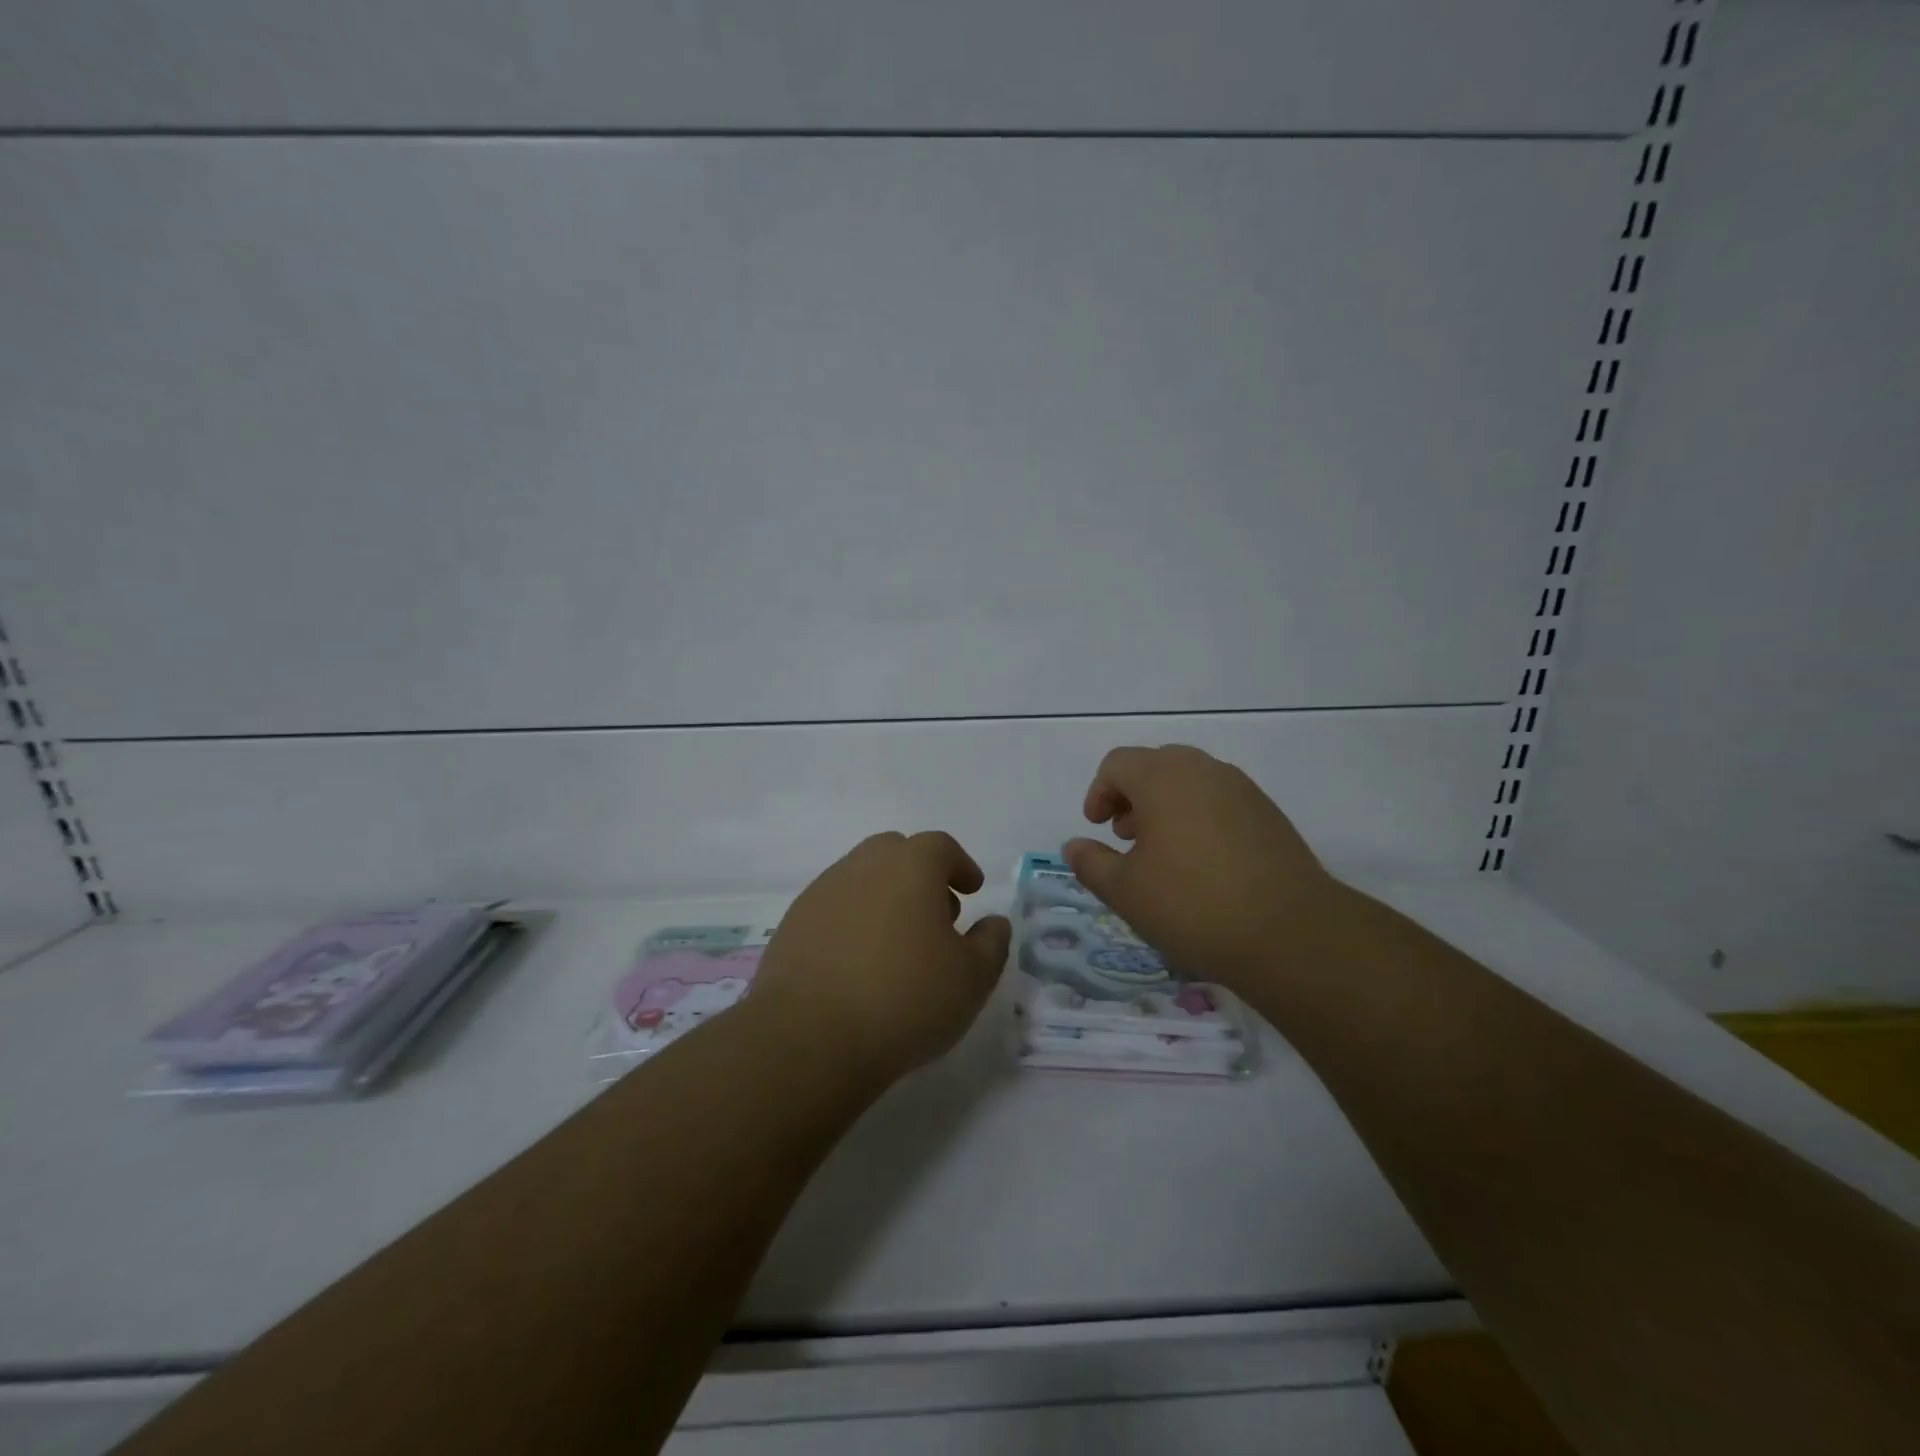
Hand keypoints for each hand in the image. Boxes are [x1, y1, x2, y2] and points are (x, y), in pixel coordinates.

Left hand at [750, 831, 1011, 1082]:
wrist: (810, 1037)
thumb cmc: (905, 999)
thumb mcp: (971, 978)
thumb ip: (991, 943)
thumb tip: (994, 922)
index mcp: (910, 866)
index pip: (940, 846)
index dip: (960, 865)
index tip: (971, 890)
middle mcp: (862, 866)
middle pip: (895, 853)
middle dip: (920, 875)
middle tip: (936, 915)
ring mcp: (822, 892)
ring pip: (861, 879)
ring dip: (884, 898)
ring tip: (897, 944)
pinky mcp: (792, 924)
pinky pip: (833, 909)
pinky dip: (852, 922)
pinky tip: (858, 963)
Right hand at [1063, 745, 1341, 988]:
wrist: (1291, 934)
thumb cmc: (1193, 906)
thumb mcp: (1126, 892)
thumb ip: (1091, 863)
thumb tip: (1074, 846)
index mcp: (1163, 778)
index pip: (1117, 764)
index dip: (1099, 793)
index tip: (1098, 829)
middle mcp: (1204, 770)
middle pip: (1155, 765)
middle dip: (1132, 796)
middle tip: (1127, 837)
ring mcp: (1242, 789)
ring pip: (1190, 781)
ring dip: (1166, 806)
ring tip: (1163, 853)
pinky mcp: (1268, 814)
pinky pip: (1220, 800)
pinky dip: (1199, 816)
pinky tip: (1203, 864)